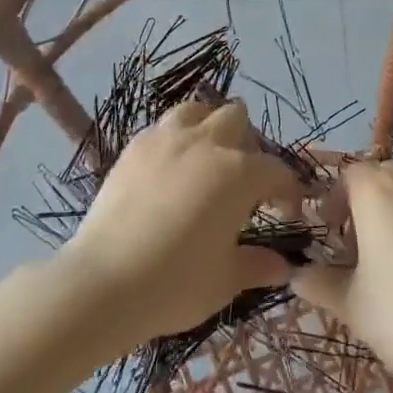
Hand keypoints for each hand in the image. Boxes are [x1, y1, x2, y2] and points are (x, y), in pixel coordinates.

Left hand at [58, 99, 304, 344]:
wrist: (104, 281)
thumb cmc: (175, 283)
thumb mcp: (225, 280)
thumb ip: (258, 265)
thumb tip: (283, 266)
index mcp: (238, 173)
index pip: (276, 170)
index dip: (288, 190)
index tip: (288, 211)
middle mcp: (206, 143)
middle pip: (237, 119)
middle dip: (248, 143)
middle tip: (244, 179)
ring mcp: (166, 139)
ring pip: (197, 110)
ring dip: (209, 126)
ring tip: (207, 158)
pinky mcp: (134, 147)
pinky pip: (163, 127)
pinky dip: (175, 138)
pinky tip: (170, 168)